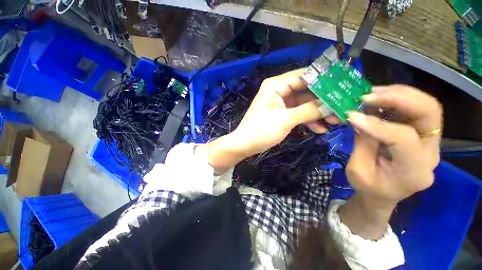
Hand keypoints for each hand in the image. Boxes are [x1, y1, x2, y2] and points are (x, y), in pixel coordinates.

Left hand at [231, 69, 336, 156]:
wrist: (246, 144)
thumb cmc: (261, 130)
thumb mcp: (285, 120)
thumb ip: (308, 111)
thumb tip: (330, 105)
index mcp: (276, 85)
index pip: (304, 76)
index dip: (324, 79)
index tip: (344, 85)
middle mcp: (280, 91)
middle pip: (306, 91)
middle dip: (324, 100)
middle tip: (343, 107)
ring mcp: (281, 103)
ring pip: (304, 104)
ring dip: (319, 112)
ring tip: (336, 121)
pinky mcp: (282, 114)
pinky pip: (298, 114)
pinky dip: (309, 120)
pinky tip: (321, 129)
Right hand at [347, 85, 442, 206]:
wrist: (383, 195)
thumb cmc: (368, 187)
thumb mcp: (358, 170)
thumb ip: (362, 143)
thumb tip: (358, 116)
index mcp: (414, 171)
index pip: (403, 138)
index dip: (377, 124)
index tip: (352, 116)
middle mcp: (430, 153)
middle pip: (429, 113)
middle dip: (399, 98)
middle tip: (370, 95)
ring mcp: (430, 142)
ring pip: (427, 106)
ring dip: (400, 94)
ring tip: (373, 93)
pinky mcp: (422, 135)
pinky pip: (417, 109)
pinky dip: (399, 99)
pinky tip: (380, 98)